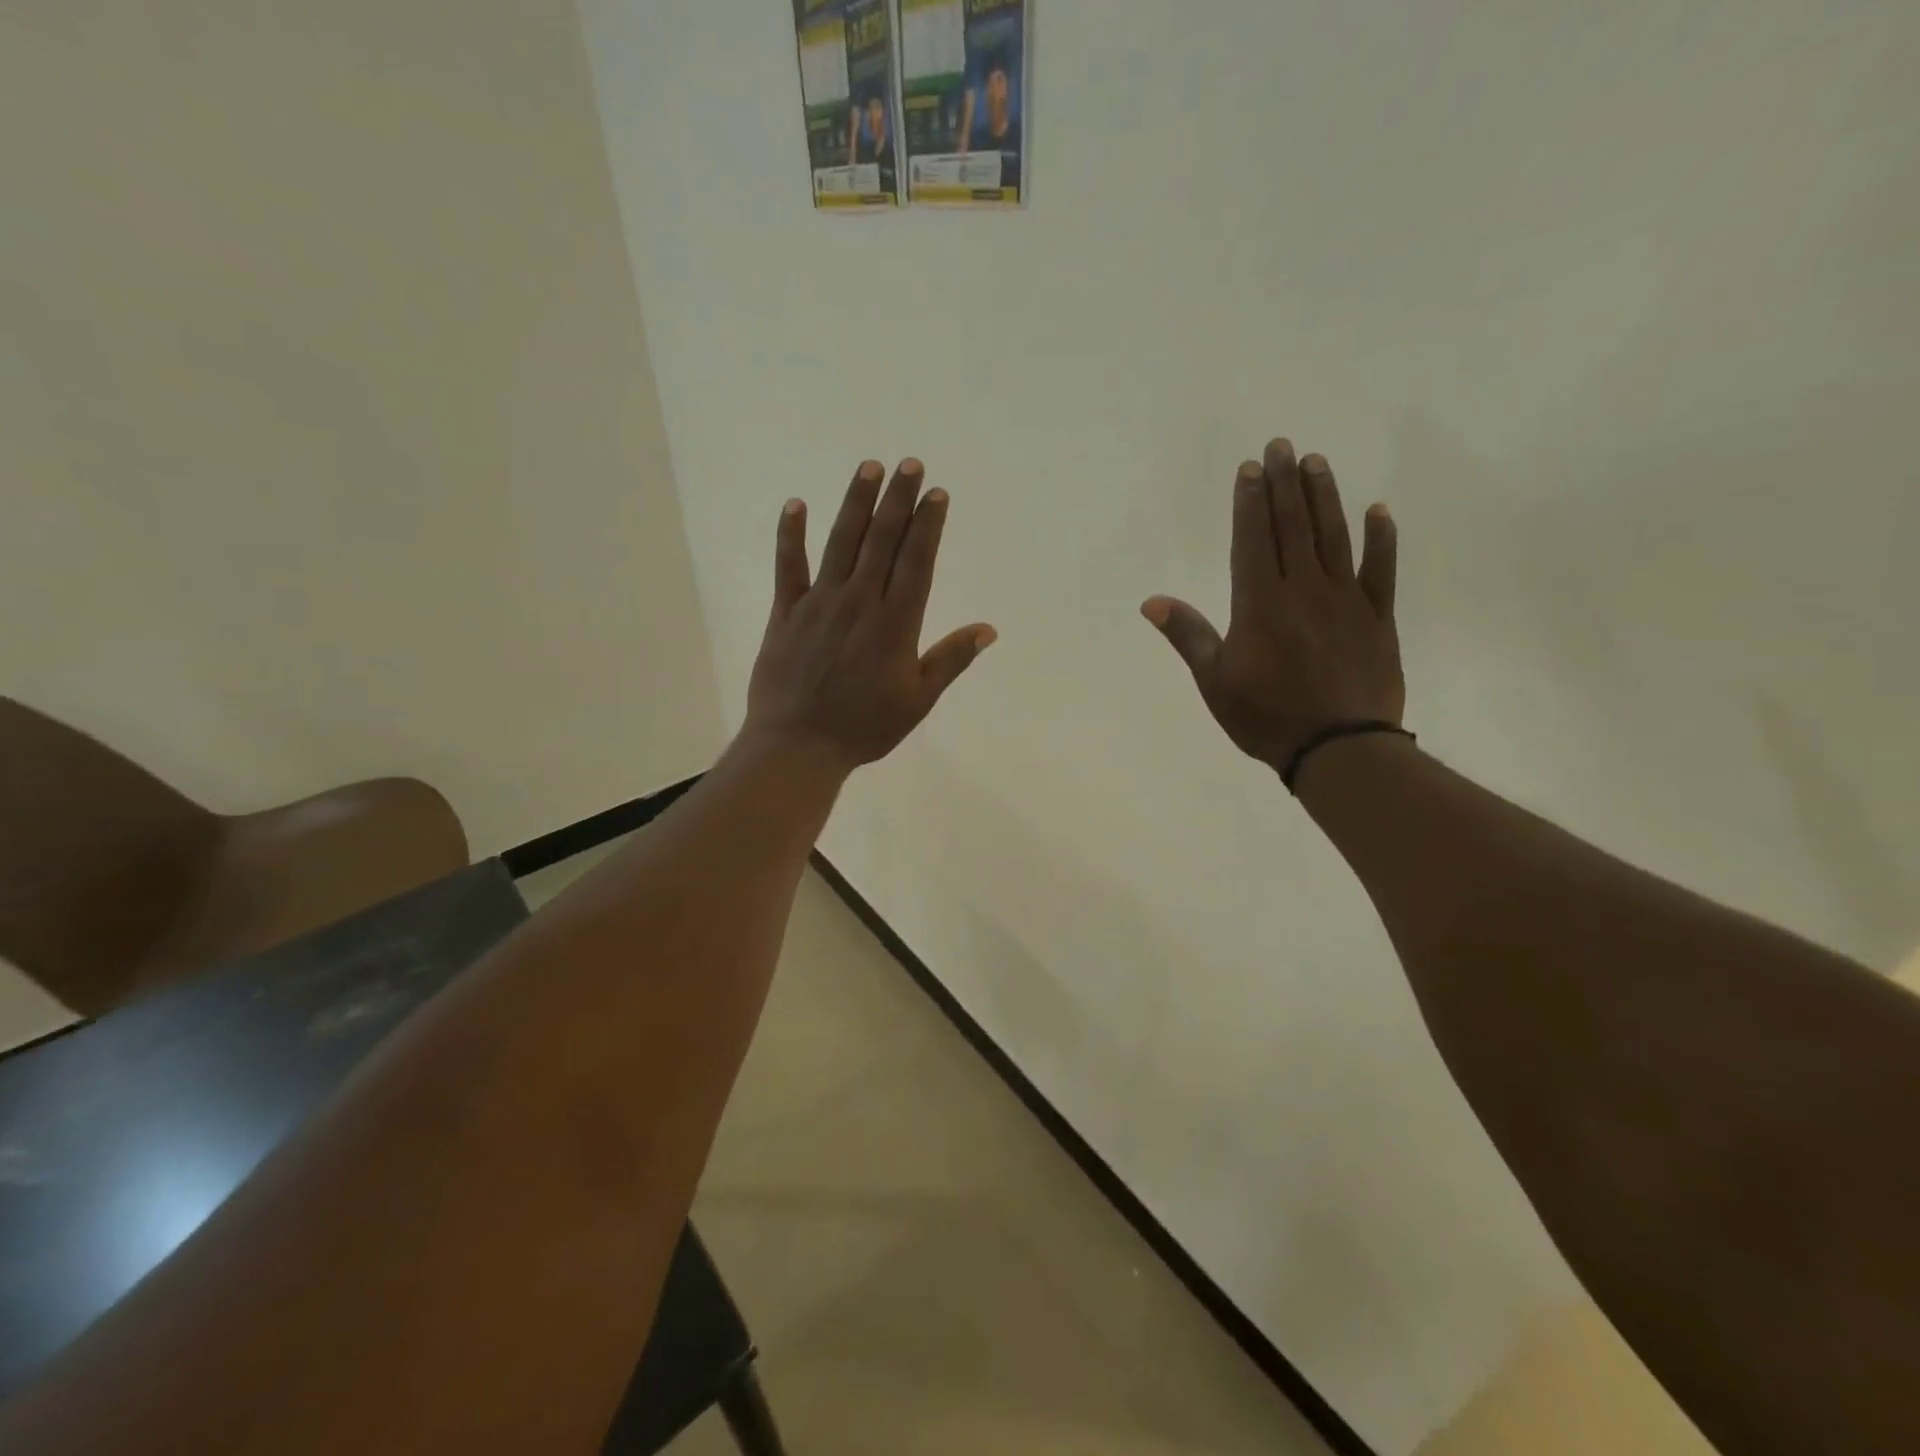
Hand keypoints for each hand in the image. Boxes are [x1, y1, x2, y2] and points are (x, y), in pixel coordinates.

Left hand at [745, 459, 995, 772]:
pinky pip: (788, 566)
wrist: (798, 745)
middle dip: (898, 500)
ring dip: (856, 503)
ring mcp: (820, 603)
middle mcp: (860, 602)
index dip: (928, 525)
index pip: (916, 561)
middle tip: (910, 464)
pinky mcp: (786, 613)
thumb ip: (951, 660)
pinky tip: (796, 504)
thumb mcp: (918, 700)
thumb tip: (987, 629)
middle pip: (882, 540)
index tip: (937, 493)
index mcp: (895, 623)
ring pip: (841, 543)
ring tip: (869, 467)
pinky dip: (790, 535)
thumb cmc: (865, 727)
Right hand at [1143, 438, 1402, 775]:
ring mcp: (1345, 600)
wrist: (1339, 748)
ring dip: (1324, 497)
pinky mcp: (1377, 618)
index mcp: (1259, 604)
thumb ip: (1187, 636)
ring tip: (1318, 462)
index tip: (1250, 469)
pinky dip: (1382, 539)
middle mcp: (1302, 590)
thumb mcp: (1215, 681)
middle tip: (1282, 446)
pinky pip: (1382, 570)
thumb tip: (1152, 602)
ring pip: (1334, 537)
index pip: (1253, 540)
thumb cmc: (1266, 717)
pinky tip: (1379, 511)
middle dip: (1285, 484)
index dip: (1250, 502)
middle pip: (1293, 526)